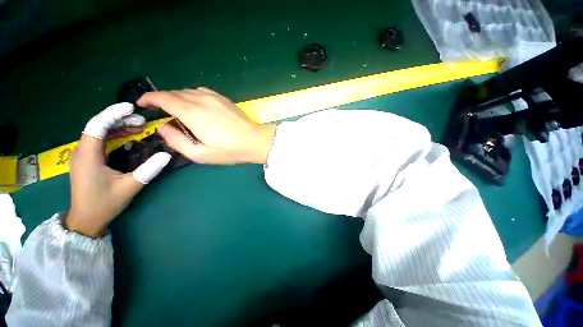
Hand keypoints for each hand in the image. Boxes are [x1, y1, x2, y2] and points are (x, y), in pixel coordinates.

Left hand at [66, 103, 171, 237]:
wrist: (86, 219)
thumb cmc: (104, 204)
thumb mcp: (129, 187)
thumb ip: (148, 170)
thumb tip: (167, 155)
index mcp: (88, 155)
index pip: (97, 126)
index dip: (113, 114)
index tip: (131, 107)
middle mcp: (82, 151)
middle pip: (99, 126)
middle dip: (120, 119)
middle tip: (143, 122)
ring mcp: (84, 155)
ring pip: (100, 132)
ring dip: (119, 127)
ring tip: (139, 128)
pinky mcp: (88, 159)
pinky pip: (100, 140)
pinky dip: (115, 136)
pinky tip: (129, 138)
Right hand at [137, 87, 276, 164]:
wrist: (255, 141)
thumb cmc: (229, 150)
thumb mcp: (199, 154)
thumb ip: (176, 140)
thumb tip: (163, 127)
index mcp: (192, 112)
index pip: (163, 98)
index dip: (149, 98)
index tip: (142, 104)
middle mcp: (201, 99)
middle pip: (174, 93)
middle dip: (163, 100)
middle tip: (162, 113)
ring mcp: (214, 96)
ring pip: (188, 92)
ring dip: (178, 99)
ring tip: (179, 112)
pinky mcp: (223, 98)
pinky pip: (201, 92)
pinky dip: (192, 97)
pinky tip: (197, 108)